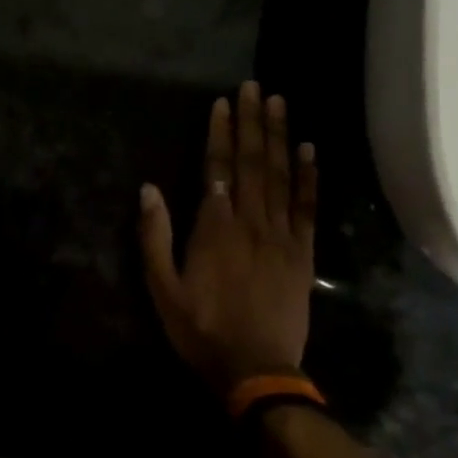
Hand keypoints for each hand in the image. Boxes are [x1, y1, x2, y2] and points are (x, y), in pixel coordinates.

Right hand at [139, 83, 317, 397]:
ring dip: (279, 137)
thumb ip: (155, 236)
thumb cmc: (200, 329)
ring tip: (280, 103)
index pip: (216, 169)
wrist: (256, 370)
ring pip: (280, 176)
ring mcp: (281, 236)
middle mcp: (250, 222)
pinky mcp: (302, 253)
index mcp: (214, 228)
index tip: (223, 103)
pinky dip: (309, 177)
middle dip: (252, 122)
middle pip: (251, 163)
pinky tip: (309, 150)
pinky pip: (307, 207)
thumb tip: (148, 189)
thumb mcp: (162, 288)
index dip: (219, 134)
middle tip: (254, 87)